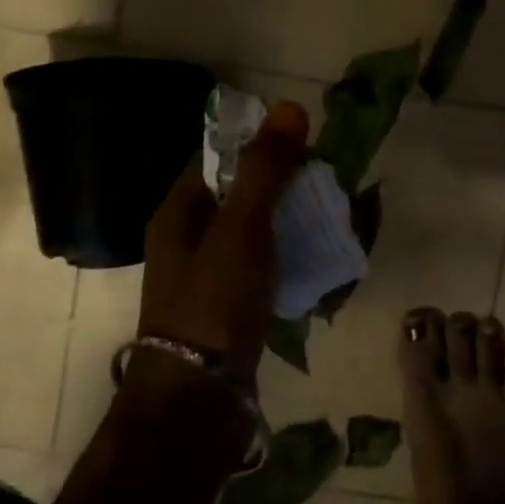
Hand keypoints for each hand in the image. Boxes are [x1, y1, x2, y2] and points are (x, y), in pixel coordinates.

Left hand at [139, 101, 308, 387]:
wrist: (198, 397)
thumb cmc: (214, 300)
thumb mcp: (242, 227)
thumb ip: (265, 170)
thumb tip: (291, 106)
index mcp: (178, 211)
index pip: (217, 157)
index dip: (258, 145)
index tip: (302, 145)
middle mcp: (186, 237)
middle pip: (237, 193)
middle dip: (280, 184)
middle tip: (323, 181)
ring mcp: (205, 273)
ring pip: (251, 229)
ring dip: (286, 218)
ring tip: (326, 215)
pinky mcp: (226, 304)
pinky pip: (259, 262)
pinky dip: (284, 252)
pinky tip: (313, 256)